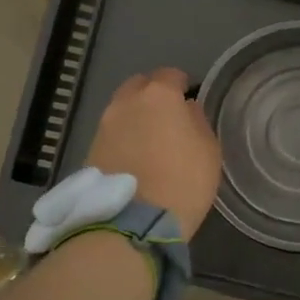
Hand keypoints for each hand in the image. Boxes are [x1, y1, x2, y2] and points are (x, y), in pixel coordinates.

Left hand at [86, 68, 221, 237]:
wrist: (131, 224)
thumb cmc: (182, 182)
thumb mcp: (208, 151)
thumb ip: (198, 122)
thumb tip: (186, 109)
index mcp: (159, 95)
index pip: (171, 75)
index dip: (182, 85)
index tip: (189, 99)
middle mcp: (126, 102)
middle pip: (140, 86)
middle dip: (153, 95)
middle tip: (168, 117)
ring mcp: (104, 126)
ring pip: (122, 109)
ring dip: (136, 117)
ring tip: (150, 140)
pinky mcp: (90, 150)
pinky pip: (112, 133)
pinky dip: (123, 138)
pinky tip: (134, 157)